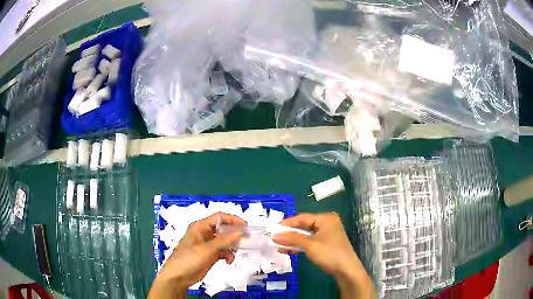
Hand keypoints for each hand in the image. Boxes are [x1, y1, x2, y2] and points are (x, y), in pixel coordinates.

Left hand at [148, 212, 244, 298]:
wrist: (179, 276)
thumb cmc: (190, 258)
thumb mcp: (208, 249)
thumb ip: (224, 240)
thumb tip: (240, 232)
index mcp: (200, 226)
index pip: (219, 217)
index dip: (232, 219)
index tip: (245, 226)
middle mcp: (204, 233)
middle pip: (223, 229)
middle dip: (233, 235)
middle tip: (245, 241)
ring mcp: (207, 245)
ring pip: (224, 241)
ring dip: (231, 247)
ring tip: (233, 254)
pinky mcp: (209, 255)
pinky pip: (222, 251)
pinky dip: (227, 255)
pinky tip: (228, 261)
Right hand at [273, 213, 375, 298]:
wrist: (346, 270)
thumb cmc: (329, 253)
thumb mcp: (309, 245)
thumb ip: (292, 238)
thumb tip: (274, 235)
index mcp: (325, 218)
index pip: (302, 218)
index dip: (287, 224)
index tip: (273, 229)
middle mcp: (327, 223)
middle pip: (304, 226)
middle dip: (289, 234)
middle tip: (274, 238)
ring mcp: (327, 234)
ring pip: (306, 235)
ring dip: (293, 241)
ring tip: (279, 246)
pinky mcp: (326, 243)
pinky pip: (310, 241)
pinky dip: (300, 246)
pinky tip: (289, 251)